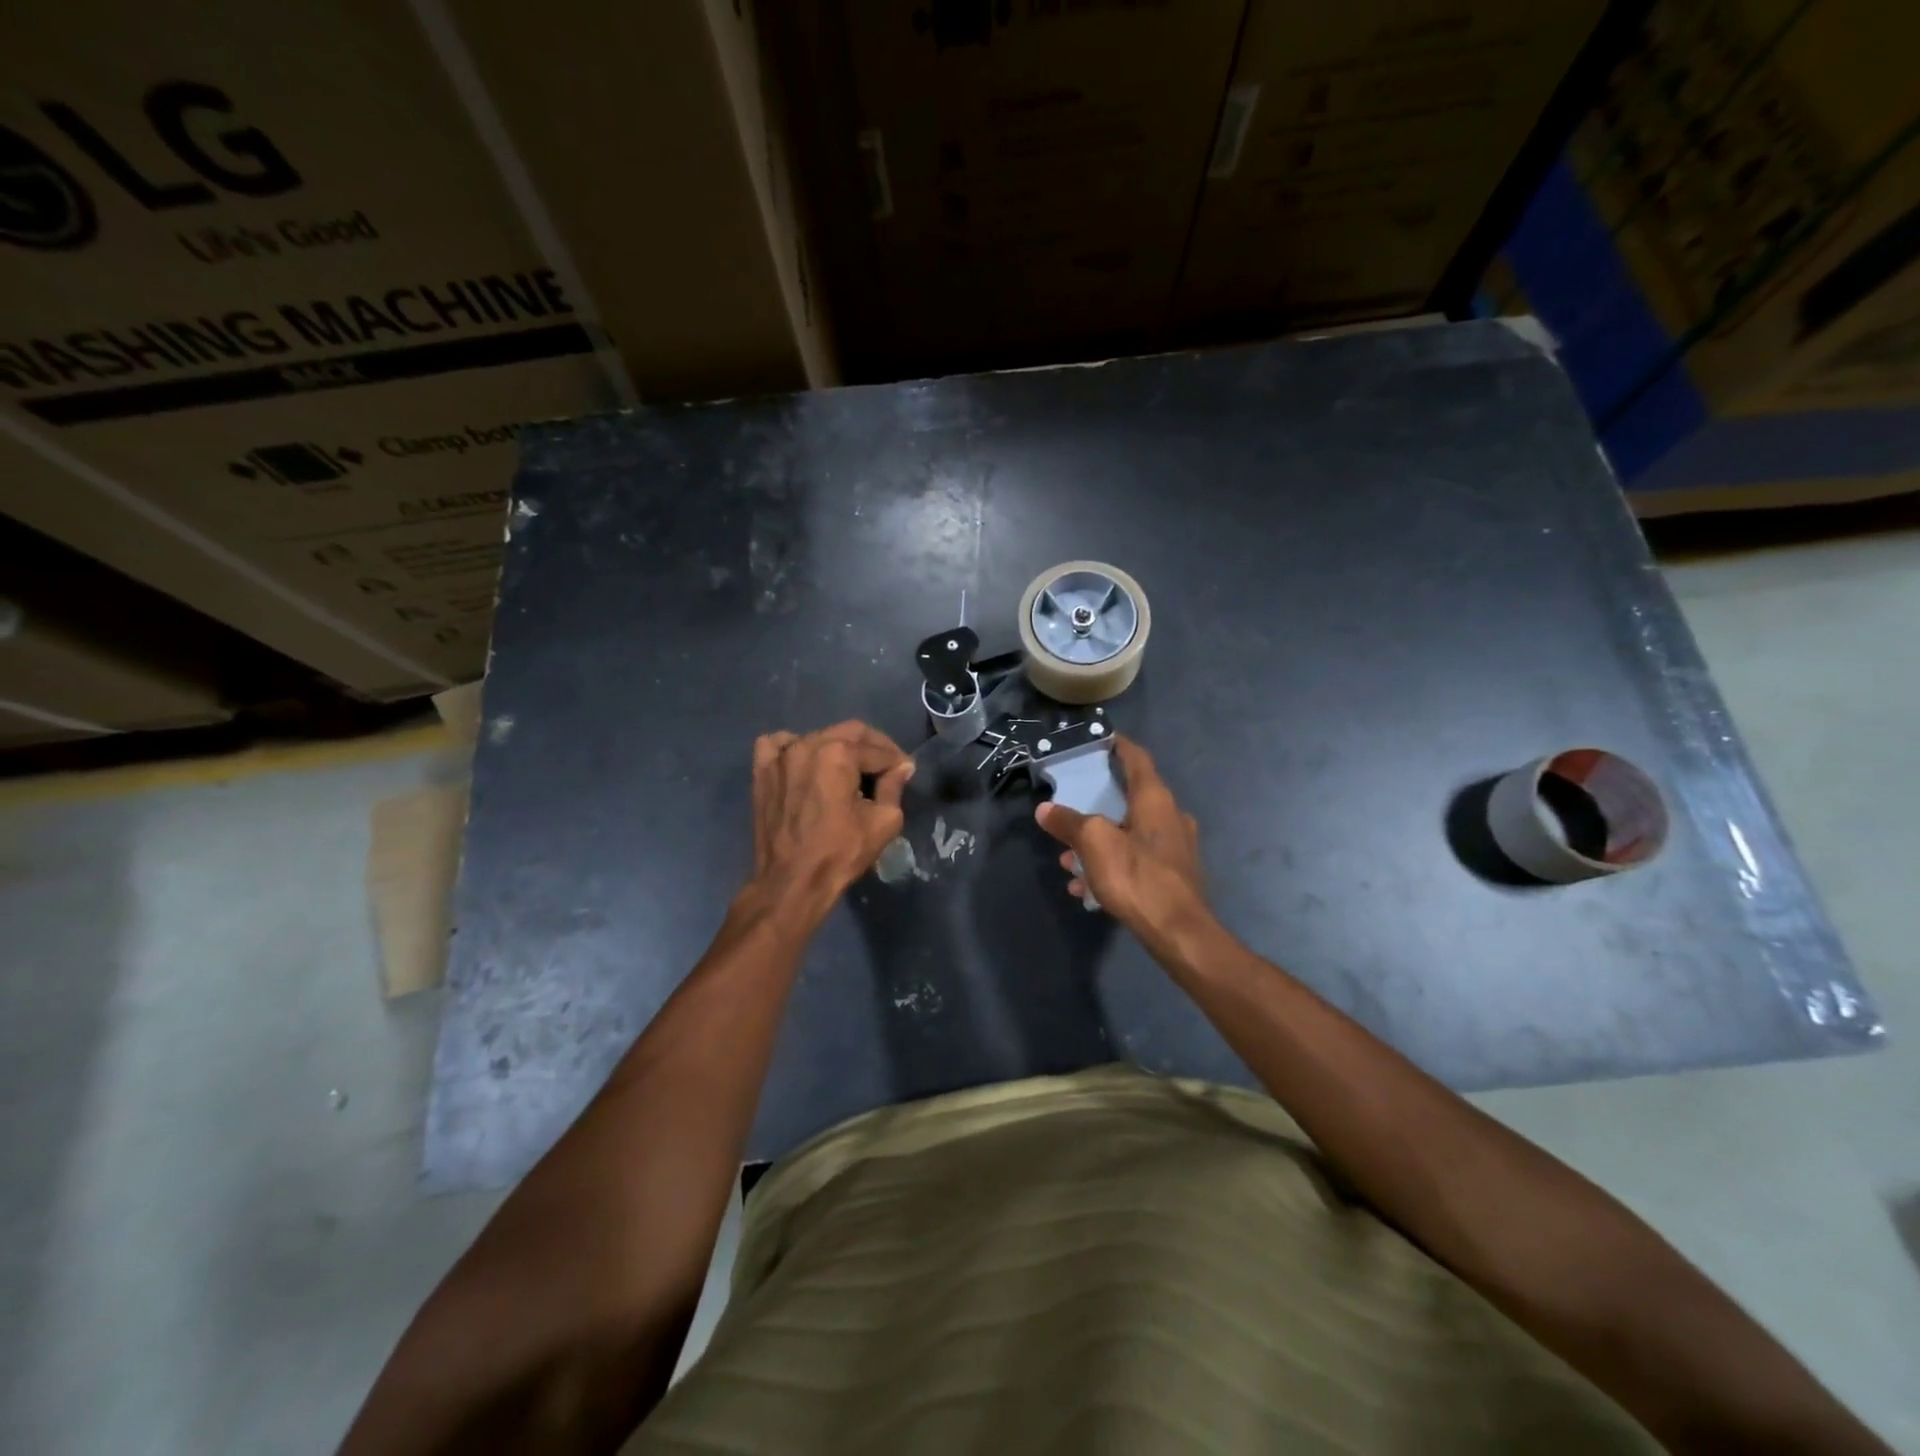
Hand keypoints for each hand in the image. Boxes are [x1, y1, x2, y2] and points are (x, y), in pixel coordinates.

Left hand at [750, 721, 913, 916]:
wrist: (792, 882)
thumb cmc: (841, 853)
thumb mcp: (883, 821)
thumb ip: (894, 787)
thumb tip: (902, 767)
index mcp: (838, 753)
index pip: (877, 750)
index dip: (896, 761)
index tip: (905, 773)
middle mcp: (807, 744)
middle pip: (850, 733)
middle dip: (873, 747)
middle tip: (886, 767)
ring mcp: (780, 756)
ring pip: (818, 737)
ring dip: (839, 748)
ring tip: (849, 770)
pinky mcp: (762, 771)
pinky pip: (778, 745)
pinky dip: (795, 747)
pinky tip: (805, 764)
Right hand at [1036, 736, 1212, 949]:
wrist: (1179, 932)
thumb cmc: (1137, 876)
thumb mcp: (1093, 843)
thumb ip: (1068, 822)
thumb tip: (1045, 809)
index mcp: (1155, 799)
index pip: (1137, 758)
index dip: (1118, 745)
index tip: (1100, 739)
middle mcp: (1170, 816)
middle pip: (1130, 796)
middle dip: (1097, 801)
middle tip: (1071, 805)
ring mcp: (1175, 847)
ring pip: (1129, 832)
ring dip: (1099, 841)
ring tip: (1069, 860)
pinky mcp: (1173, 875)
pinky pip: (1135, 859)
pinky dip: (1111, 864)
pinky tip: (1087, 887)